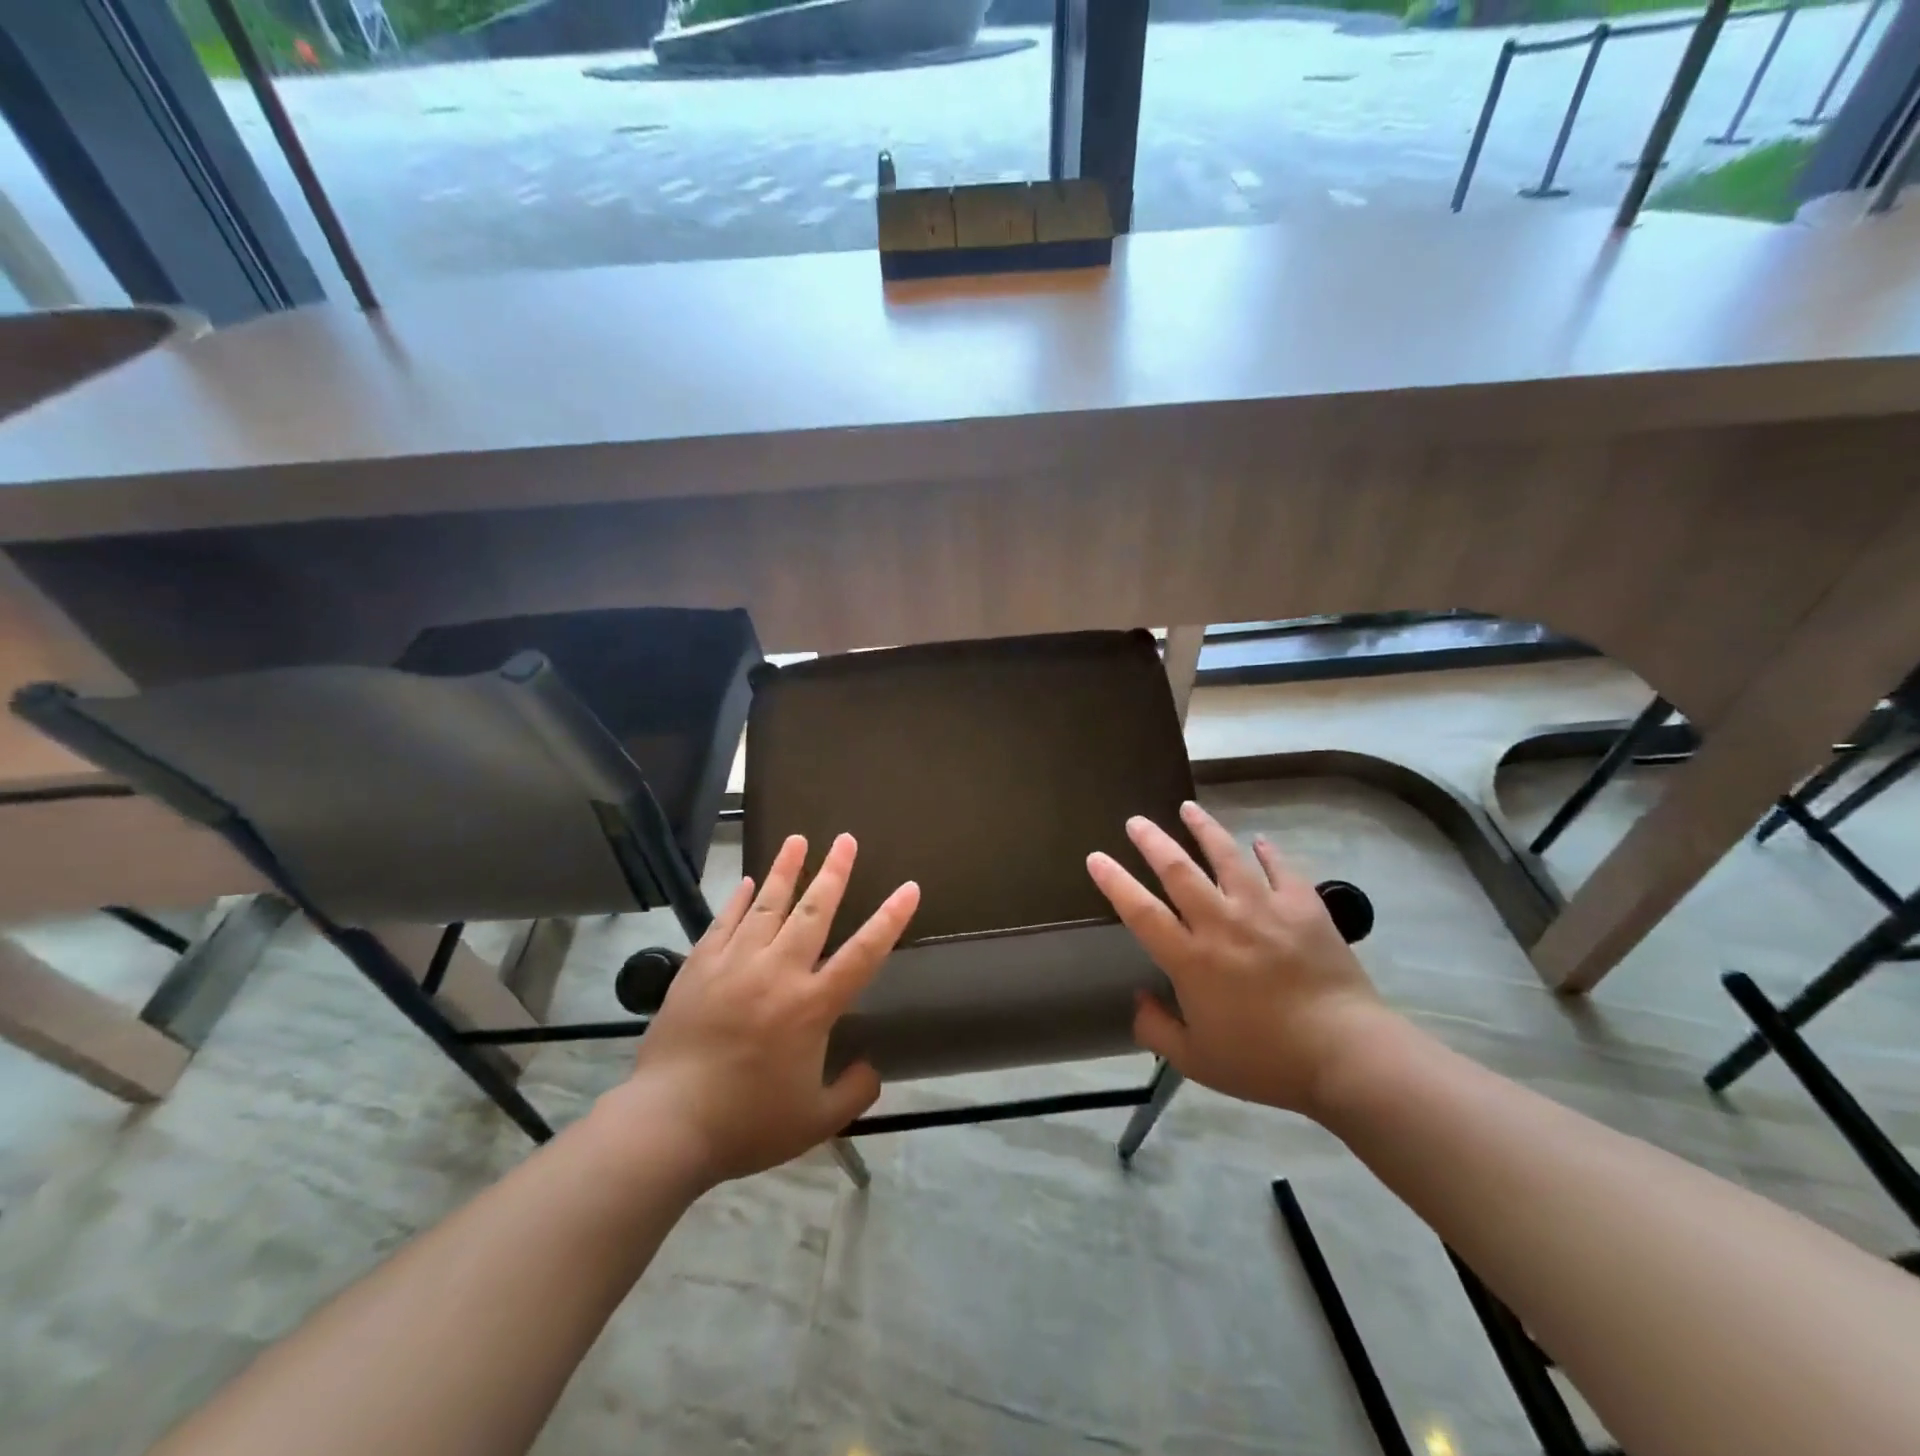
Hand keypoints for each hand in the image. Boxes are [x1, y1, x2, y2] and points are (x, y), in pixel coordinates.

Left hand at [613, 833, 918, 1185]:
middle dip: (833, 872)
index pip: (863, 953)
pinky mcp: (698, 968)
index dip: (890, 919)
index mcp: (811, 1006)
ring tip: (797, 839)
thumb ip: (852, 1092)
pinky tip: (749, 882)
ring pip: (767, 907)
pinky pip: (723, 923)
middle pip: (813, 912)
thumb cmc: (747, 1124)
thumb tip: (871, 1068)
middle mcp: (777, 973)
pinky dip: (739, 900)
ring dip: (785, 870)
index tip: (909, 888)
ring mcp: (734, 965)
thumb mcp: (814, 1122)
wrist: (666, 1125)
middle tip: (845, 839)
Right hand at [1086, 800, 1391, 1117]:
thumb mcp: (1197, 1061)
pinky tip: (1259, 840)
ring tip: (1188, 807)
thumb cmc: (1265, 1061)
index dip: (1114, 881)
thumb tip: (1139, 998)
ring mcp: (1264, 909)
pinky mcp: (1304, 906)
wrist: (1346, 1055)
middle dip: (1152, 841)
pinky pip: (1281, 868)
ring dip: (1204, 829)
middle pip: (1179, 870)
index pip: (1141, 911)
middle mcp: (1221, 923)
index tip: (1096, 857)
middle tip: (1136, 820)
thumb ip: (1157, 1029)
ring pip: (1226, 856)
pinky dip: (1267, 852)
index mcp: (1191, 959)